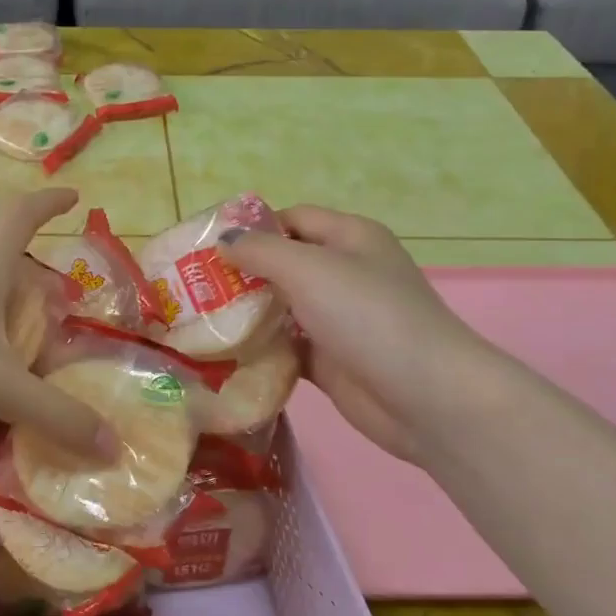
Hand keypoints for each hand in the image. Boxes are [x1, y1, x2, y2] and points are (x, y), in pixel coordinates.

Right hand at [223, 206, 499, 461]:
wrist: (424, 396)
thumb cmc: (368, 316)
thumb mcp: (309, 269)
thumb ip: (261, 251)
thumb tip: (223, 241)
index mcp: (349, 238)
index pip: (292, 219)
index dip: (251, 228)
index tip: (206, 247)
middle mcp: (344, 274)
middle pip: (283, 265)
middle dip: (240, 274)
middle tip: (191, 288)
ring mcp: (338, 320)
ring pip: (281, 309)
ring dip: (246, 315)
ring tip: (197, 321)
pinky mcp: (330, 360)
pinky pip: (286, 348)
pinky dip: (260, 350)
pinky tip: (223, 356)